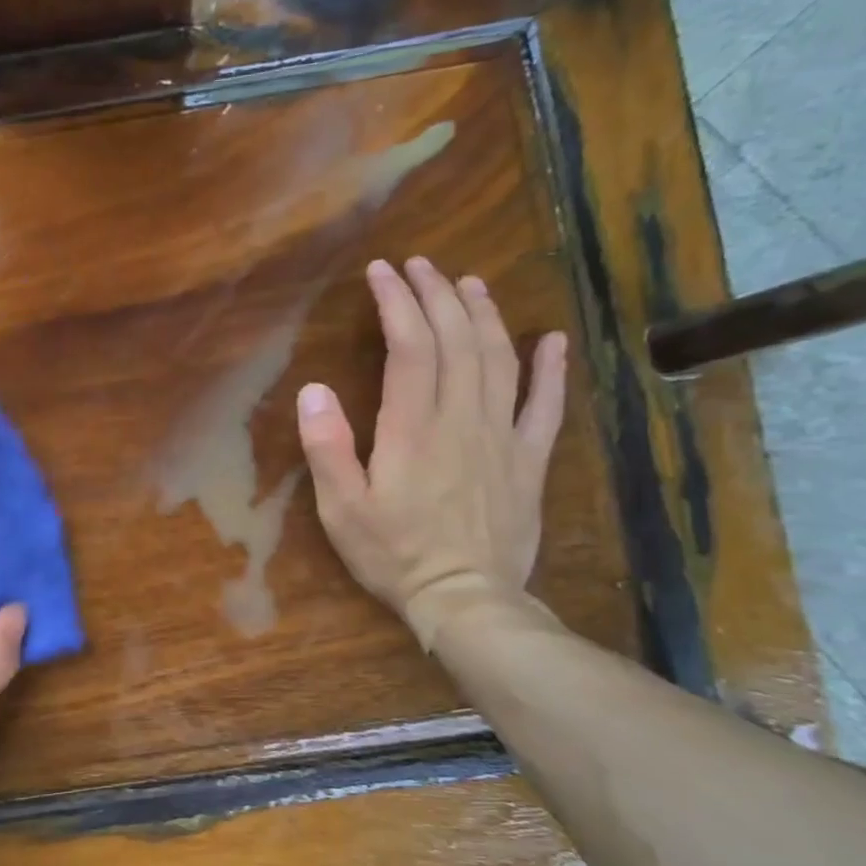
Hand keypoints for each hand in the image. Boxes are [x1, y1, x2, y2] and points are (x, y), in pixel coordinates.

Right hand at [296, 256, 567, 647]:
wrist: (466, 600)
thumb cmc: (393, 554)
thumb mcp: (341, 509)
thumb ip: (327, 448)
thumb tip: (314, 390)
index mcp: (413, 429)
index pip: (410, 347)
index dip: (397, 303)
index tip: (382, 272)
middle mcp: (462, 420)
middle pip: (457, 341)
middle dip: (437, 295)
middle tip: (420, 265)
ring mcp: (502, 437)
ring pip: (499, 360)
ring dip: (484, 315)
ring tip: (469, 283)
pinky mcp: (528, 461)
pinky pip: (545, 406)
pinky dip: (550, 369)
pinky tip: (550, 339)